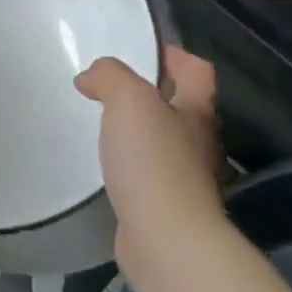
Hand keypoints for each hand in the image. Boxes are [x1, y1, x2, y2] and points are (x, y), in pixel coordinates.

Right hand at [76, 48, 225, 275]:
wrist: (166, 239)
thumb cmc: (153, 162)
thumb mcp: (129, 100)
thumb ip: (110, 77)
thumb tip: (91, 78)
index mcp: (197, 111)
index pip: (196, 71)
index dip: (174, 56)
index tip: (140, 52)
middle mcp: (199, 141)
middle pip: (182, 105)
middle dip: (151, 93)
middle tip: (110, 89)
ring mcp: (186, 177)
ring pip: (164, 140)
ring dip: (139, 130)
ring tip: (103, 125)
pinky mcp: (167, 205)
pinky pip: (149, 172)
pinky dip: (131, 163)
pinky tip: (107, 166)